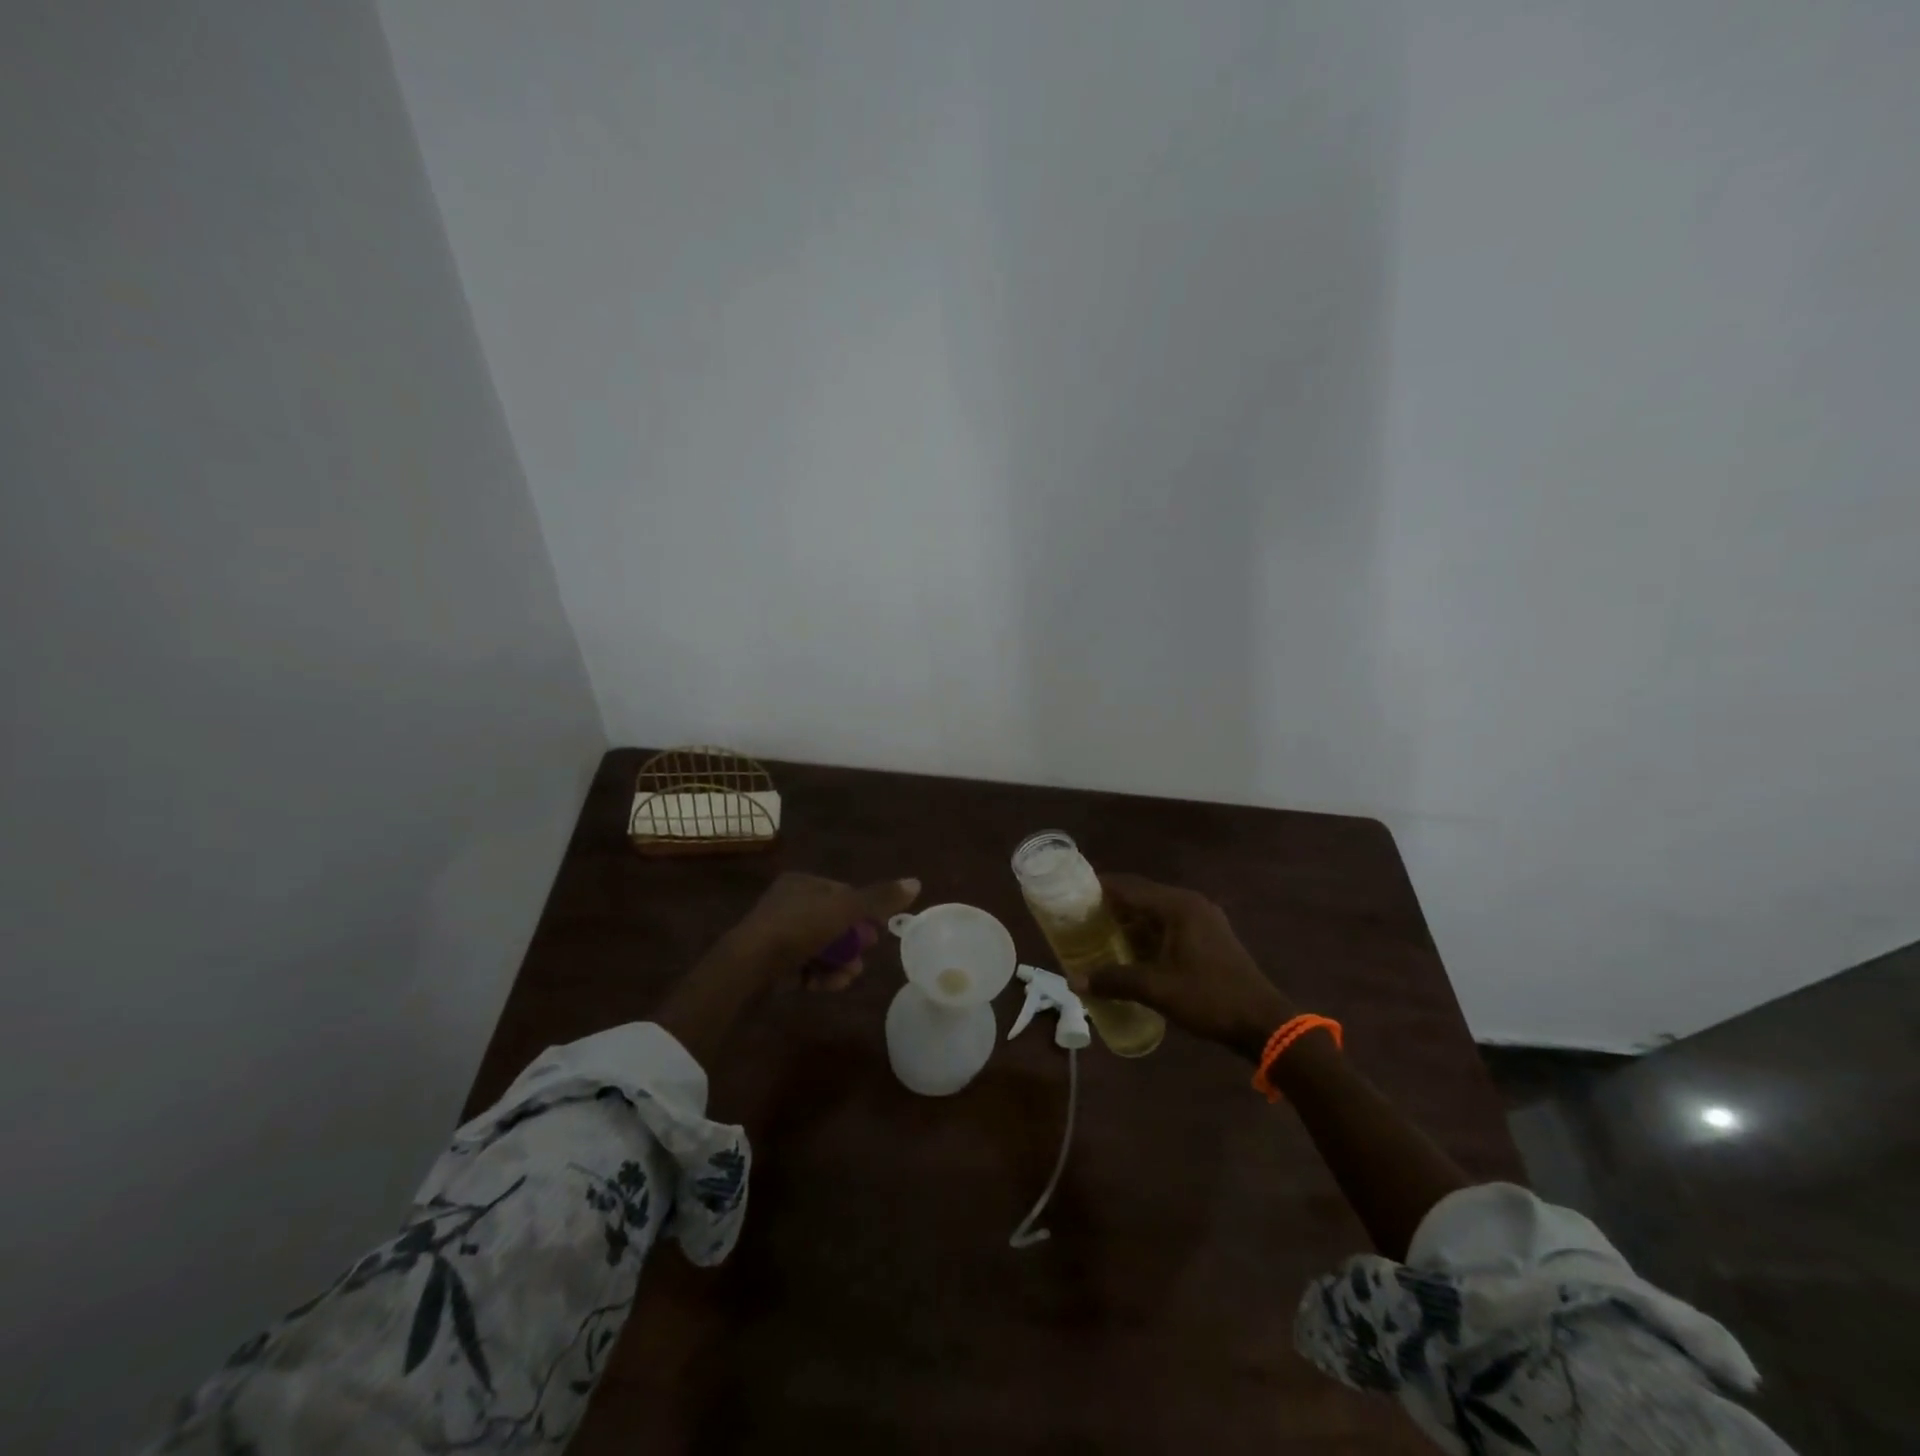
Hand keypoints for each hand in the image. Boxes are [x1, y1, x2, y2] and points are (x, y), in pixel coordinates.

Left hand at [732, 872, 921, 990]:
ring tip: (848, 977)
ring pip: (821, 948)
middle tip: (862, 958)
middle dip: (852, 943)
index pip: (843, 893)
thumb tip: (916, 882)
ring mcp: (777, 935)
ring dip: (839, 963)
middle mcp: (788, 904)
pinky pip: (804, 966)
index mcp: (802, 883)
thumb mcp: (845, 909)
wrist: (748, 968)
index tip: (876, 932)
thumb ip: (879, 898)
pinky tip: (828, 986)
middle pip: (834, 922)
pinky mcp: (771, 964)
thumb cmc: (798, 928)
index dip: (863, 912)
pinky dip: (819, 975)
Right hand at [1084, 874, 1296, 1060]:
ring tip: (1096, 933)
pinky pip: (1167, 925)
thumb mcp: (1158, 989)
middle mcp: (1189, 904)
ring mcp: (1202, 919)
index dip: (1098, 888)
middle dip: (1110, 905)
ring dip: (1128, 921)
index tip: (1069, 893)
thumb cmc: (1210, 998)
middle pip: (1141, 896)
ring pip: (1154, 912)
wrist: (1263, 1023)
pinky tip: (1128, 950)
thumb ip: (1115, 980)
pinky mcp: (1207, 937)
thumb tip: (1075, 981)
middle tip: (1078, 917)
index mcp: (1178, 906)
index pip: (1128, 887)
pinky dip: (1146, 933)